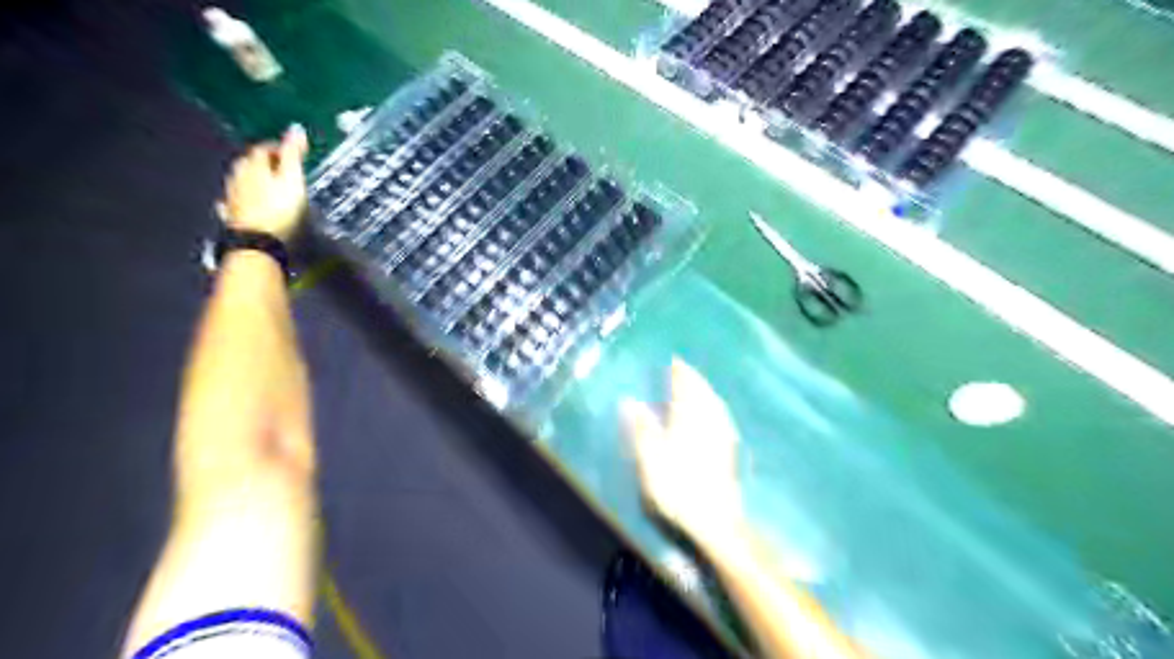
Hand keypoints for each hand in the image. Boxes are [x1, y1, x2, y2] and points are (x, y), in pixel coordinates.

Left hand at [213, 124, 305, 242]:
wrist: (257, 243)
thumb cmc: (279, 211)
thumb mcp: (292, 179)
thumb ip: (293, 155)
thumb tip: (296, 128)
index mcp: (254, 166)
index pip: (263, 148)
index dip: (278, 147)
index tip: (292, 151)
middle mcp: (238, 176)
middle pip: (248, 162)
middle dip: (262, 161)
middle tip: (279, 166)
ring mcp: (232, 197)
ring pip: (240, 180)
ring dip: (251, 178)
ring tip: (264, 182)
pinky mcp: (232, 216)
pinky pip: (234, 201)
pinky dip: (240, 198)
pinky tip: (242, 202)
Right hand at [623, 361, 739, 549]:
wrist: (714, 519)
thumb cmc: (677, 488)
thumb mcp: (650, 459)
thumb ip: (642, 428)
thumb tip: (631, 401)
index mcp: (687, 419)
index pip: (685, 388)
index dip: (680, 374)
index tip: (675, 362)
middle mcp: (707, 421)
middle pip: (703, 393)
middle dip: (694, 378)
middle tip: (685, 368)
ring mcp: (721, 435)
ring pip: (715, 403)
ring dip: (706, 390)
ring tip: (698, 384)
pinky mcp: (728, 450)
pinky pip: (722, 416)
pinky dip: (715, 406)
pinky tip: (714, 411)